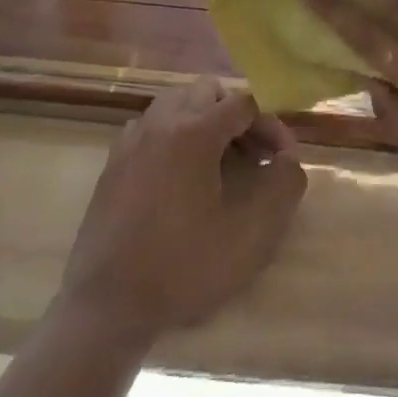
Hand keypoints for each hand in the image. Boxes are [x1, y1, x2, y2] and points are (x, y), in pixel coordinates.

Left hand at [59, 78, 305, 346]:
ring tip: (219, 162)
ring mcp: (132, 140)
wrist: (108, 304)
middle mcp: (161, 123)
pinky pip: (151, 126)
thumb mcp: (251, 233)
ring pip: (176, 102)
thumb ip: (283, 186)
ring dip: (204, 120)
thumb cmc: (184, 266)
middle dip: (237, 115)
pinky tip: (181, 176)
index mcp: (194, 132)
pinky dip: (173, 134)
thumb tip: (289, 161)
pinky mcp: (113, 162)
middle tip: (253, 155)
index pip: (244, 103)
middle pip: (208, 92)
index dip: (271, 125)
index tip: (282, 160)